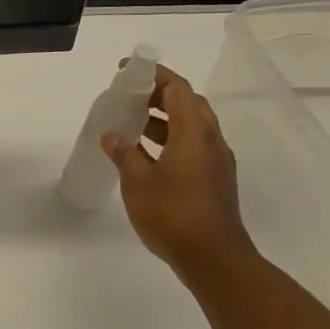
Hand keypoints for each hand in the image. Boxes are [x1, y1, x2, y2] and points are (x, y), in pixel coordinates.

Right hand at [101, 62, 258, 280]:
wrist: (213, 257)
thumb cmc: (172, 213)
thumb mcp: (137, 181)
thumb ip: (124, 154)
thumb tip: (113, 137)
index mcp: (194, 133)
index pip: (178, 89)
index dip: (154, 75)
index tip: (127, 71)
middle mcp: (210, 141)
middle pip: (188, 104)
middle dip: (158, 95)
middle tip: (127, 95)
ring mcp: (216, 161)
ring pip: (191, 126)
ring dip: (163, 118)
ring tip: (131, 122)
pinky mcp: (213, 180)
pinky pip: (191, 146)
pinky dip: (169, 139)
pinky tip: (145, 154)